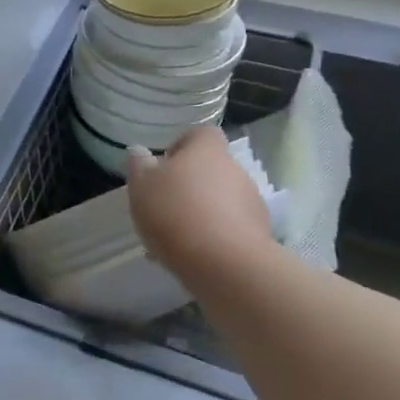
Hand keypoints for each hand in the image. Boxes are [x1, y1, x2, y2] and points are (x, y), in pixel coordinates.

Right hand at [126, 126, 274, 284]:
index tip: (163, 167)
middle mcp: (235, 170)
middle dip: (190, 185)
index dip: (181, 146)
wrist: (225, 265)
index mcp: (208, 150)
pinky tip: (192, 257)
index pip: (200, 134)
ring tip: (174, 239)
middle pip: (211, 169)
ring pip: (221, 201)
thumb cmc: (176, 212)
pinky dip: (213, 238)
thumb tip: (140, 152)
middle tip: (164, 206)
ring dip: (202, 213)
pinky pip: (230, 230)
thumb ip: (139, 166)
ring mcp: (252, 204)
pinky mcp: (259, 236)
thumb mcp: (142, 186)